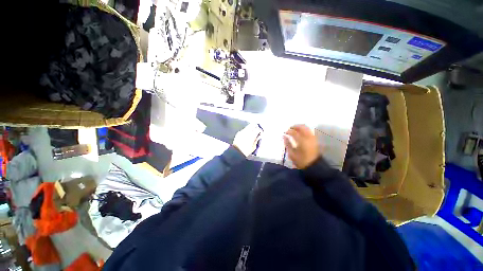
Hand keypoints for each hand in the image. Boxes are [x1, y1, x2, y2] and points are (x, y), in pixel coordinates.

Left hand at [233, 124, 262, 156]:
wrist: (236, 152)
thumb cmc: (245, 151)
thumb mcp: (254, 147)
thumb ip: (256, 140)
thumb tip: (258, 137)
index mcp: (252, 135)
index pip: (258, 129)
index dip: (260, 130)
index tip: (261, 132)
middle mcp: (247, 132)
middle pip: (253, 125)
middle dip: (256, 127)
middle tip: (257, 130)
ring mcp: (242, 132)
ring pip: (248, 126)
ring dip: (251, 128)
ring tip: (252, 132)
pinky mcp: (239, 133)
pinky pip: (244, 129)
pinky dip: (246, 131)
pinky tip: (247, 134)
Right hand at [284, 125, 319, 168]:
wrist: (314, 166)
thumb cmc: (301, 161)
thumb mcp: (292, 154)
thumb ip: (287, 144)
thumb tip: (284, 137)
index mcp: (301, 141)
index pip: (293, 132)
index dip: (288, 131)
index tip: (284, 133)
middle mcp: (308, 137)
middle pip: (302, 127)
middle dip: (295, 126)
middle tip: (289, 128)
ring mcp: (312, 138)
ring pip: (306, 128)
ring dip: (300, 127)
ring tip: (294, 129)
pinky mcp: (314, 140)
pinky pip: (309, 131)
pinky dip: (304, 129)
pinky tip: (300, 133)